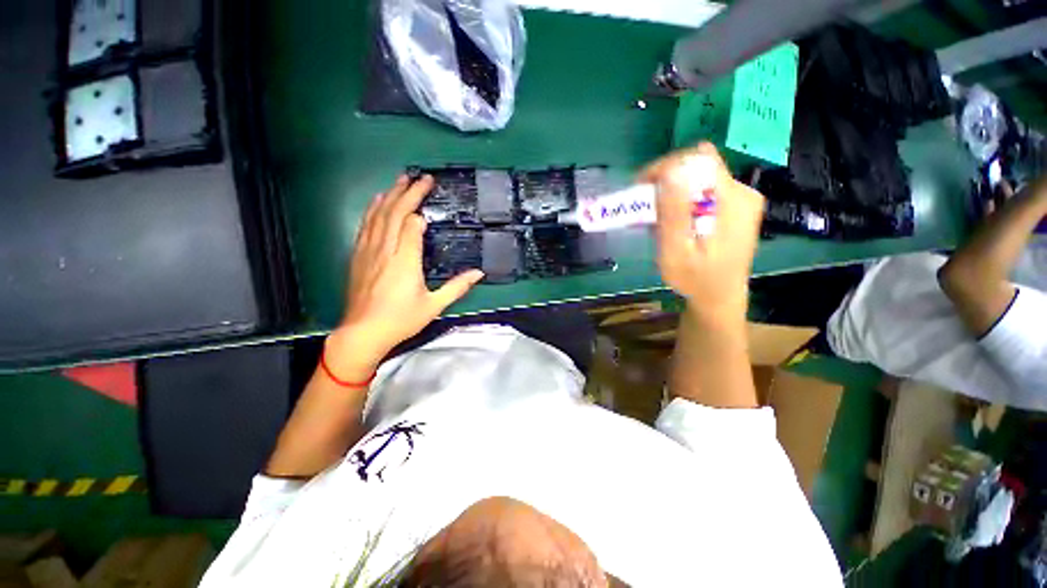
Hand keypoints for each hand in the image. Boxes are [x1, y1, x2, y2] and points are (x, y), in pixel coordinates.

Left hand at [330, 175, 483, 373]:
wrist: (363, 332)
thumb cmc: (401, 319)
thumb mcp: (434, 305)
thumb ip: (457, 287)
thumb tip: (479, 273)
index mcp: (405, 260)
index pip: (412, 224)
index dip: (420, 209)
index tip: (431, 195)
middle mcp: (385, 249)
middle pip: (395, 212)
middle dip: (408, 192)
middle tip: (421, 177)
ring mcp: (368, 251)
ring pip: (378, 215)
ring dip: (390, 195)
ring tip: (400, 180)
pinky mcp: (358, 255)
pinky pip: (365, 225)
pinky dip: (373, 209)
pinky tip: (378, 201)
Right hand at [640, 142, 765, 320]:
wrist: (718, 297)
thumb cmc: (695, 280)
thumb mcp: (677, 251)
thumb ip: (673, 213)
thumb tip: (669, 171)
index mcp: (732, 200)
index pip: (697, 159)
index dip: (664, 167)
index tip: (640, 188)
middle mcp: (741, 192)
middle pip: (696, 167)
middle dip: (664, 183)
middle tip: (643, 209)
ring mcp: (739, 199)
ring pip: (696, 179)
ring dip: (669, 194)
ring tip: (652, 219)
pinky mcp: (733, 207)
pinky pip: (701, 192)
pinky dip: (680, 202)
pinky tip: (669, 221)